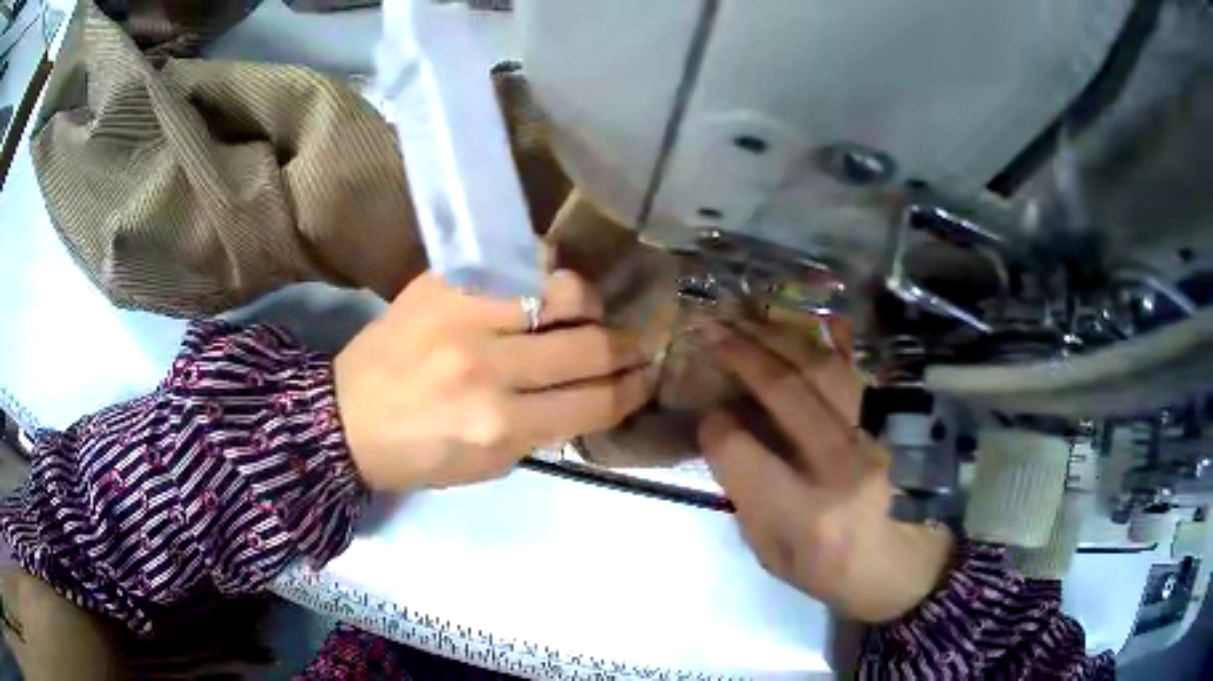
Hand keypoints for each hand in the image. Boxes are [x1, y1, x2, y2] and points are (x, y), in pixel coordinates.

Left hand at [335, 271, 652, 489]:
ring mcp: (463, 313)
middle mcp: (487, 366)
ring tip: (588, 314)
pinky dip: (545, 274)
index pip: (594, 401)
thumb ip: (545, 429)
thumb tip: (595, 393)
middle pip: (590, 344)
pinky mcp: (444, 281)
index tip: (647, 379)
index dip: (632, 391)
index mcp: (498, 425)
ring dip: (590, 305)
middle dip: (629, 347)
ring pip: (564, 289)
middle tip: (638, 344)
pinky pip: (518, 261)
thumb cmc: (417, 454)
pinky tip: (545, 288)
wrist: (343, 416)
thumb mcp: (488, 466)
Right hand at [698, 322, 954, 622]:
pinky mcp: (900, 424)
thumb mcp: (779, 559)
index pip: (742, 452)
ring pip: (825, 369)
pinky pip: (860, 372)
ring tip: (752, 320)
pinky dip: (829, 346)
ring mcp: (879, 437)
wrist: (916, 571)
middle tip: (716, 331)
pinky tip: (807, 329)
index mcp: (807, 515)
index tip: (708, 417)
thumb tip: (730, 441)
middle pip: (786, 393)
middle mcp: (843, 467)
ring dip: (781, 339)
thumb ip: (749, 501)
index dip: (715, 428)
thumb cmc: (841, 575)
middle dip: (743, 355)